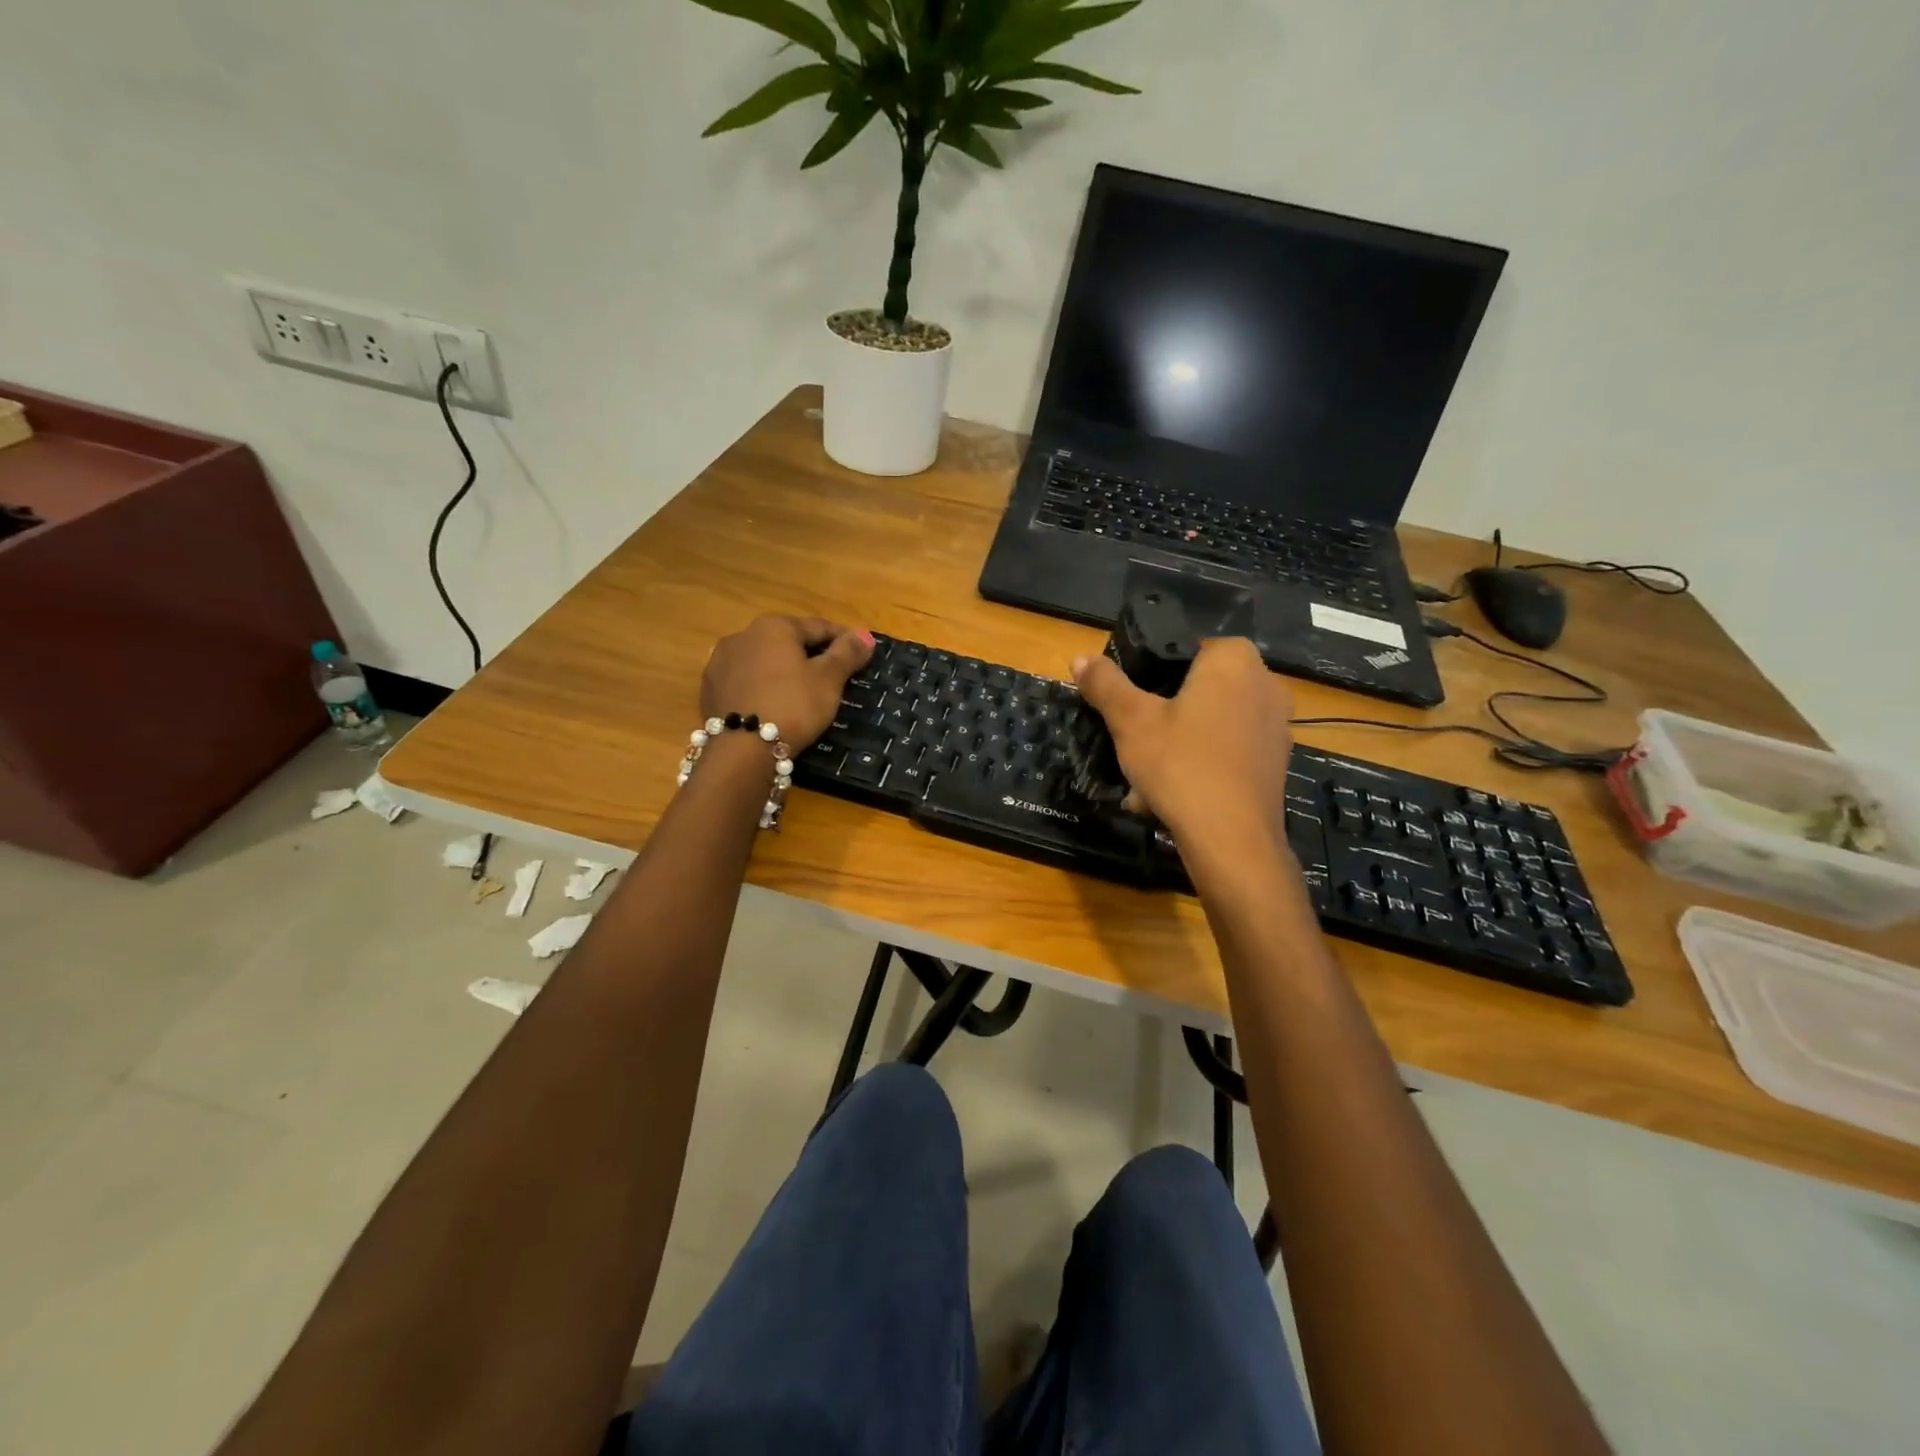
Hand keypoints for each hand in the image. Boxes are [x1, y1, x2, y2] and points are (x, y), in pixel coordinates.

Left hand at [701, 615, 872, 749]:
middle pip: (787, 642)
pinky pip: (745, 682)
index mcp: (774, 626)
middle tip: (832, 676)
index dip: (843, 639)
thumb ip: (847, 653)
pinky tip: (772, 705)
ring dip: (782, 671)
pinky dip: (762, 688)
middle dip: (810, 655)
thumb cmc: (793, 706)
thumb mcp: (829, 680)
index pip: (818, 627)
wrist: (742, 750)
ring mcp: (720, 662)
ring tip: (800, 693)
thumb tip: (865, 635)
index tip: (860, 653)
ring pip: (763, 661)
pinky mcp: (709, 690)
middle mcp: (742, 635)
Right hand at [1072, 638, 1293, 857]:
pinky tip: (1170, 797)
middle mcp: (1264, 682)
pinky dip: (1199, 766)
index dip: (1147, 674)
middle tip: (1131, 743)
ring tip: (1142, 780)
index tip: (1126, 704)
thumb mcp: (1130, 721)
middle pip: (1195, 689)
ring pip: (1208, 724)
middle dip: (1161, 717)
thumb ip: (1106, 684)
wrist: (1232, 839)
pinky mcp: (1275, 761)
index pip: (1181, 650)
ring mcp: (1275, 724)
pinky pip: (1226, 752)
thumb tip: (1081, 658)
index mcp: (1233, 659)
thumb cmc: (1181, 765)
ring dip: (1175, 745)